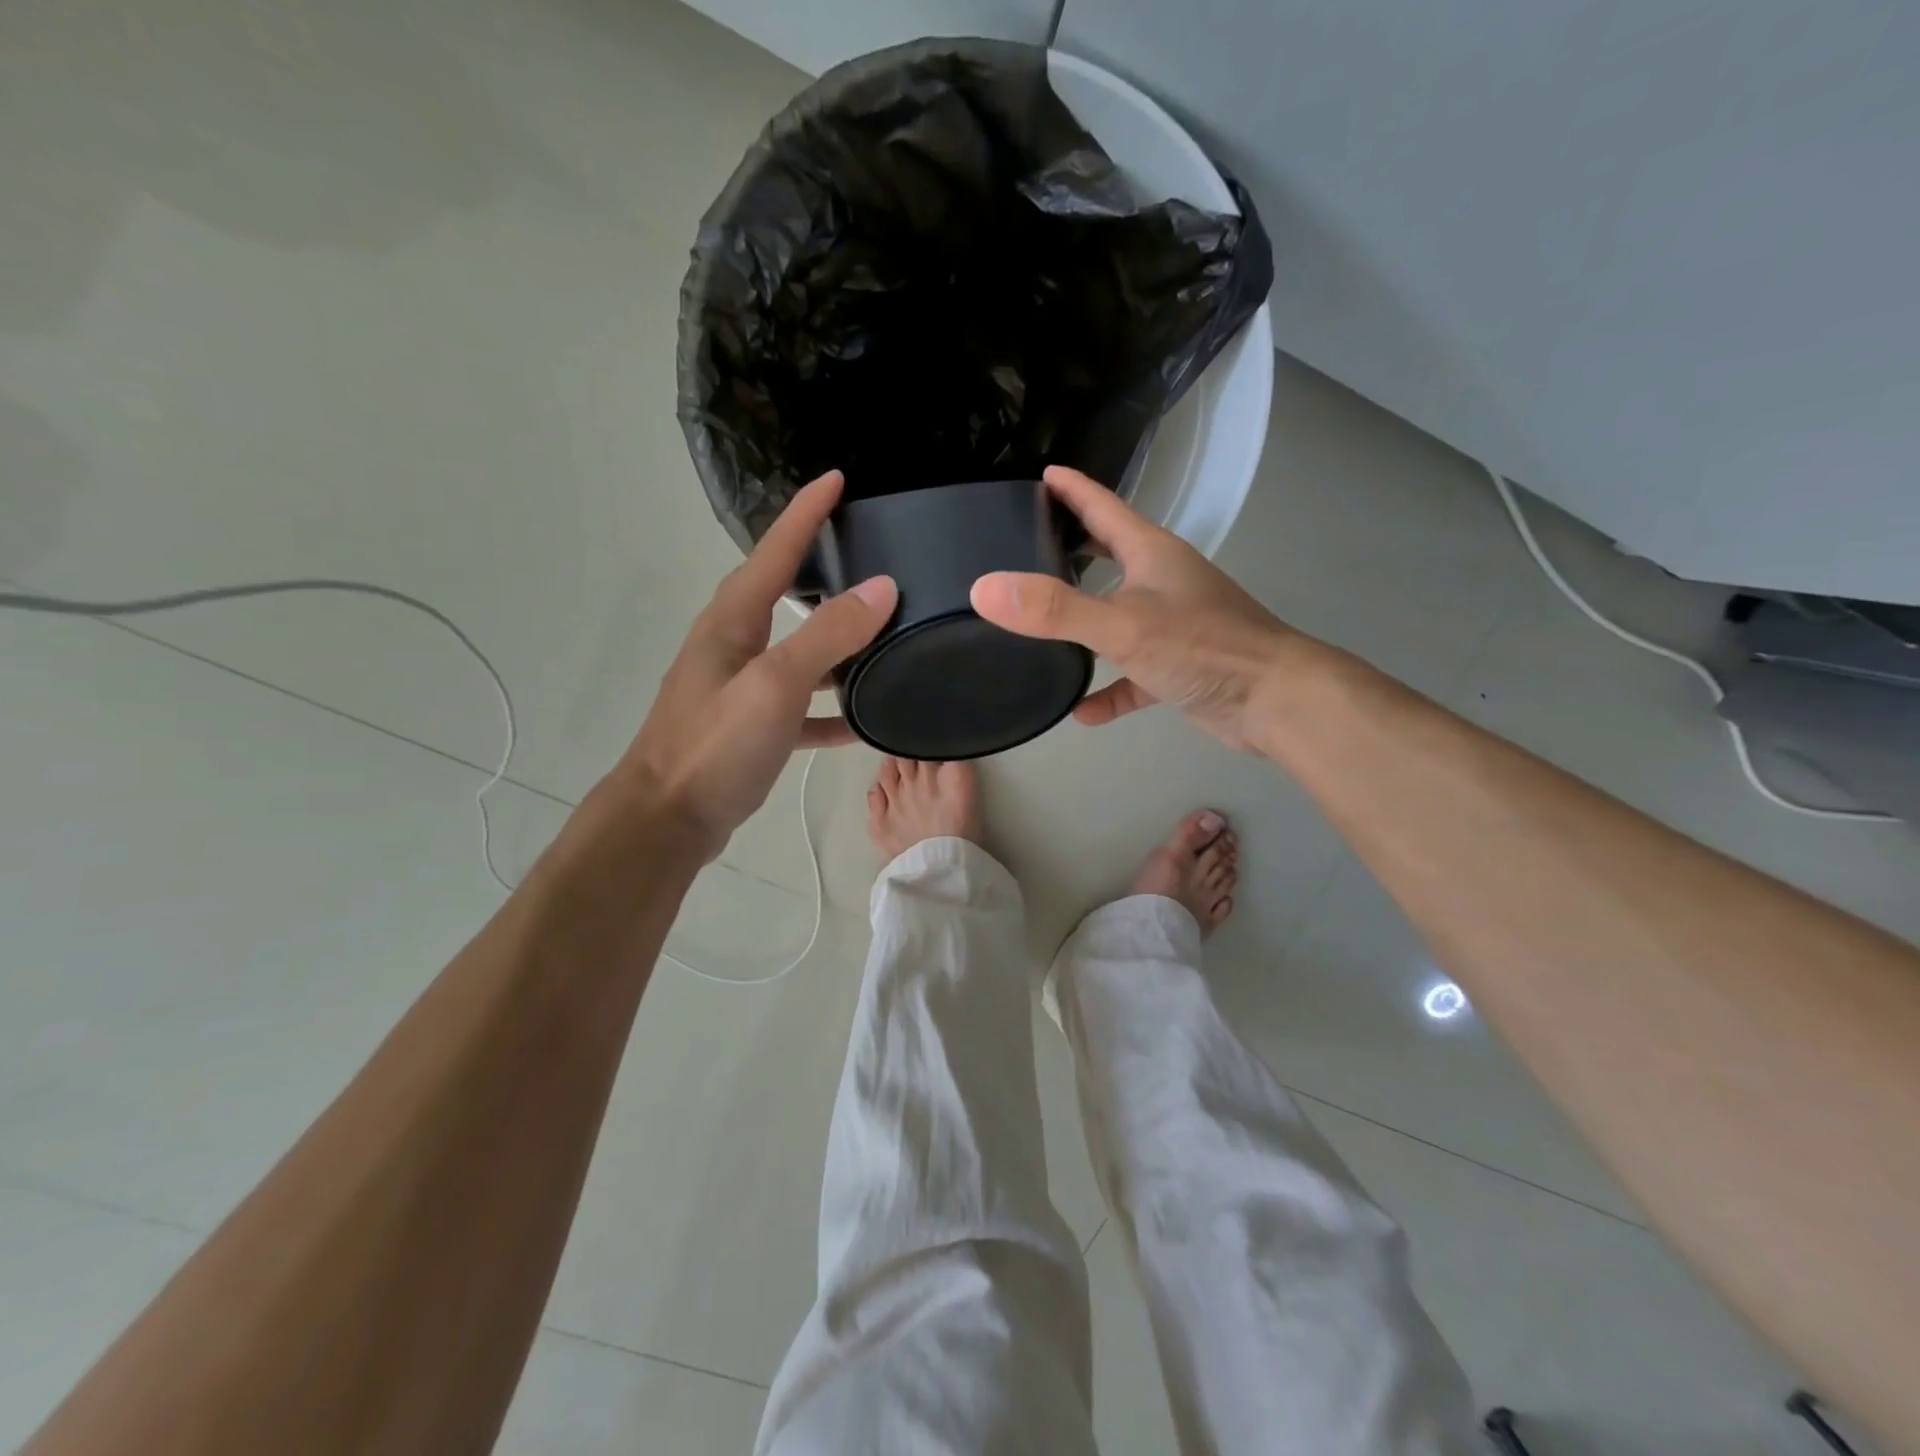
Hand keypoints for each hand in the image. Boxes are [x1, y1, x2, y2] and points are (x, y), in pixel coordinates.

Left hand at [617, 471, 895, 858]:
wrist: (668, 820)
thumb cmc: (715, 745)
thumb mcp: (775, 683)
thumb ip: (827, 634)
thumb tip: (881, 587)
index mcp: (733, 620)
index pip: (776, 549)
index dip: (807, 512)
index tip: (838, 478)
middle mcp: (735, 644)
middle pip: (784, 592)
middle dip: (821, 566)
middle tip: (868, 551)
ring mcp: (743, 688)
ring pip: (798, 651)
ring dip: (835, 641)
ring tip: (883, 631)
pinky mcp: (754, 728)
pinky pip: (802, 706)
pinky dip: (831, 708)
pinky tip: (864, 719)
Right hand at [970, 466, 1293, 752]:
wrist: (1274, 700)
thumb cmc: (1203, 646)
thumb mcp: (1121, 624)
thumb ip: (1054, 609)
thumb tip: (984, 589)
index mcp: (1151, 553)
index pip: (1103, 507)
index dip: (1071, 489)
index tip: (1040, 475)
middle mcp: (1162, 582)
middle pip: (1109, 556)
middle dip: (1072, 549)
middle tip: (1026, 548)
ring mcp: (1172, 626)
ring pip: (1117, 616)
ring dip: (1084, 623)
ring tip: (1039, 628)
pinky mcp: (1178, 668)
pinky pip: (1131, 675)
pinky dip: (1107, 689)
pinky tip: (1079, 712)